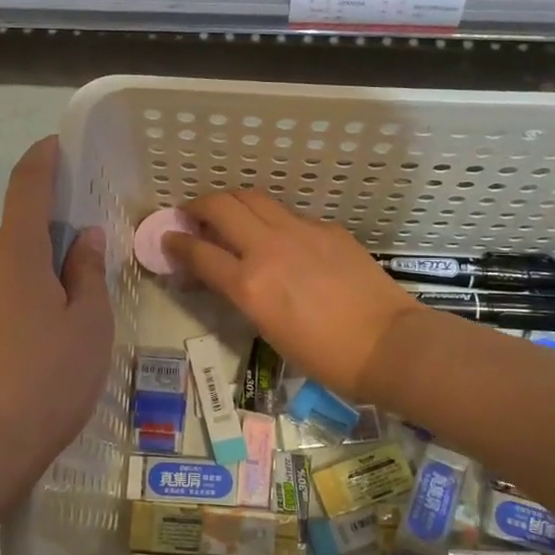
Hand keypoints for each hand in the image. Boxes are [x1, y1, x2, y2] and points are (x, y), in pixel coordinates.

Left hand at [0, 137, 112, 532]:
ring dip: (37, 275)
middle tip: (90, 269)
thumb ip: (87, 272)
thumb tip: (84, 238)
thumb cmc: (46, 380)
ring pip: (7, 268)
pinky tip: (40, 343)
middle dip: (54, 239)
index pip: (26, 185)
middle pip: (20, 233)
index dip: (43, 159)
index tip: (58, 146)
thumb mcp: (88, 324)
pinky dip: (19, 300)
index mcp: (13, 252)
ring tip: (70, 319)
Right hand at [165, 189, 423, 404]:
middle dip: (199, 206)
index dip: (176, 243)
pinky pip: (288, 214)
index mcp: (250, 283)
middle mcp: (268, 248)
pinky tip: (278, 236)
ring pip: (253, 198)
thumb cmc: (325, 356)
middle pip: (221, 206)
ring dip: (232, 202)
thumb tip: (226, 274)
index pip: (199, 252)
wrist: (386, 343)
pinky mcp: (326, 228)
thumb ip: (242, 293)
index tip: (168, 239)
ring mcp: (300, 231)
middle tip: (192, 215)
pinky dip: (271, 219)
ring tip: (228, 214)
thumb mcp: (269, 329)